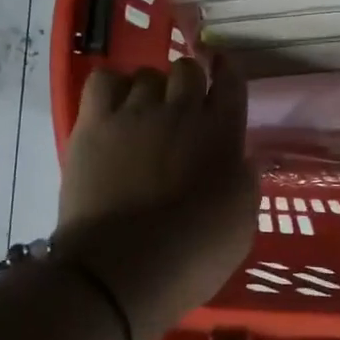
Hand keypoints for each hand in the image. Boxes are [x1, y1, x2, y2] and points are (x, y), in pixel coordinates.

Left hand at [56, 56, 258, 339]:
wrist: (126, 269)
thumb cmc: (195, 254)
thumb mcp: (242, 224)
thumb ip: (245, 183)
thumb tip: (245, 159)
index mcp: (223, 133)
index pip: (231, 82)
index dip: (227, 73)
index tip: (222, 74)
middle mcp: (182, 111)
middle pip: (187, 70)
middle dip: (188, 83)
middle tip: (181, 110)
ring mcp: (135, 114)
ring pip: (146, 75)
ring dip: (150, 89)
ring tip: (144, 114)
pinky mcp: (94, 126)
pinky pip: (103, 82)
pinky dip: (112, 88)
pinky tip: (114, 109)